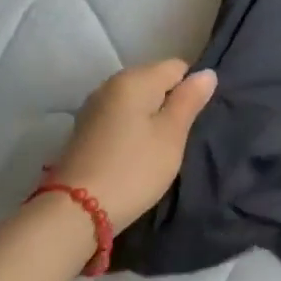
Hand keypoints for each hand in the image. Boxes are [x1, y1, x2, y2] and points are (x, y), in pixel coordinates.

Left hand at [54, 60, 215, 226]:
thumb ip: (190, 100)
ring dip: (151, 118)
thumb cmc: (134, 169)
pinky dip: (132, 129)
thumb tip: (206, 73)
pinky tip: (133, 154)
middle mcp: (111, 84)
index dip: (190, 91)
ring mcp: (94, 107)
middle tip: (175, 138)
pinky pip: (120, 117)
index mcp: (135, 79)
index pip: (178, 67)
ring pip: (137, 101)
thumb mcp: (172, 135)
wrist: (74, 213)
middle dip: (169, 103)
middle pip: (155, 80)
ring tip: (155, 149)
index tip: (189, 122)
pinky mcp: (84, 130)